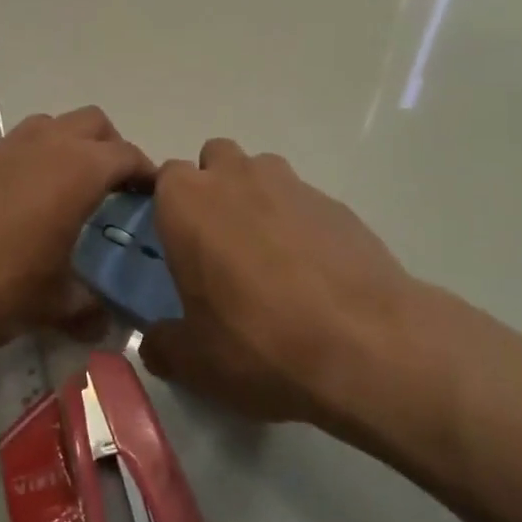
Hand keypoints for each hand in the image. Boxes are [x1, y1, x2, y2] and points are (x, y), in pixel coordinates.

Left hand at [0, 106, 153, 357]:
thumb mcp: (49, 304)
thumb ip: (86, 309)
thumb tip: (105, 321)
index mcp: (77, 169)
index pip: (128, 155)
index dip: (147, 174)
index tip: (154, 199)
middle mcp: (46, 144)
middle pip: (94, 123)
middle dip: (111, 149)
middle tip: (113, 193)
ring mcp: (5, 146)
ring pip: (54, 127)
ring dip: (71, 149)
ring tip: (69, 197)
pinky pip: (19, 146)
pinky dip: (35, 162)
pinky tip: (24, 209)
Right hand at [141, 139, 412, 424]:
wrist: (366, 343)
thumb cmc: (259, 342)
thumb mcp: (196, 362)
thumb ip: (163, 345)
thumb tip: (155, 343)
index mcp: (187, 202)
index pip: (164, 179)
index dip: (169, 209)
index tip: (177, 248)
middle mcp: (236, 177)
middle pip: (214, 159)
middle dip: (213, 189)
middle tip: (220, 246)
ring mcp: (290, 183)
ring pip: (261, 173)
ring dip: (256, 200)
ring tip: (270, 259)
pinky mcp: (335, 202)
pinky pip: (303, 202)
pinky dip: (300, 224)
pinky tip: (313, 274)